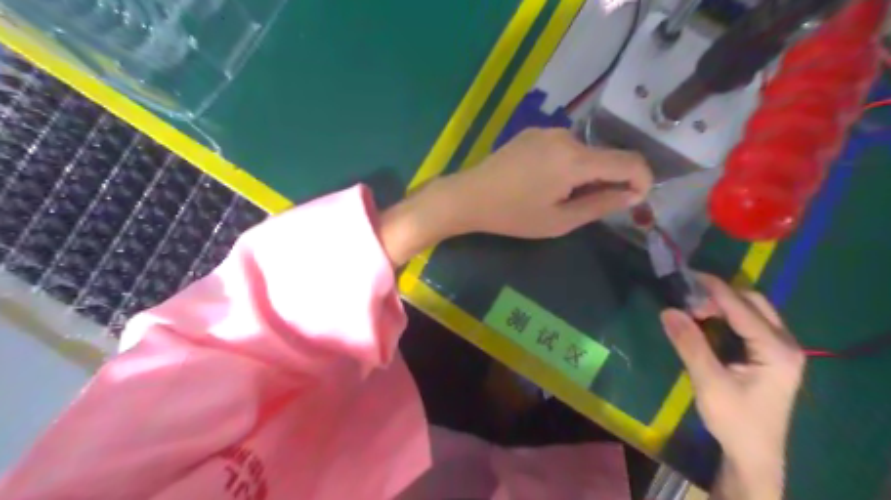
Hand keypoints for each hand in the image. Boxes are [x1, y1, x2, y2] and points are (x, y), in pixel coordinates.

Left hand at [445, 126, 651, 238]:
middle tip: (586, 207)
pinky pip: (564, 147)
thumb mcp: (559, 220)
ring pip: (584, 151)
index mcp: (575, 159)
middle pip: (605, 156)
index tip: (636, 199)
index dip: (643, 179)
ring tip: (560, 197)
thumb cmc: (513, 215)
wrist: (468, 196)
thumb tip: (634, 195)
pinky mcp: (533, 132)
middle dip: (608, 181)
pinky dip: (568, 164)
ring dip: (585, 173)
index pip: (628, 161)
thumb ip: (600, 205)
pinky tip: (545, 182)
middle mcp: (565, 136)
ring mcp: (547, 130)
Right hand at [656, 275, 804, 498]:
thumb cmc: (734, 420)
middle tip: (687, 298)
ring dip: (723, 304)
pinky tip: (706, 321)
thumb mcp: (708, 381)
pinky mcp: (770, 355)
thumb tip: (667, 310)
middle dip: (719, 295)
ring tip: (692, 308)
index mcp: (776, 350)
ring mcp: (780, 349)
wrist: (753, 455)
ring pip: (752, 311)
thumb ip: (690, 344)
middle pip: (753, 303)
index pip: (742, 307)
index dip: (713, 289)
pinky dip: (726, 316)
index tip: (686, 274)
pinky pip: (749, 323)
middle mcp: (785, 344)